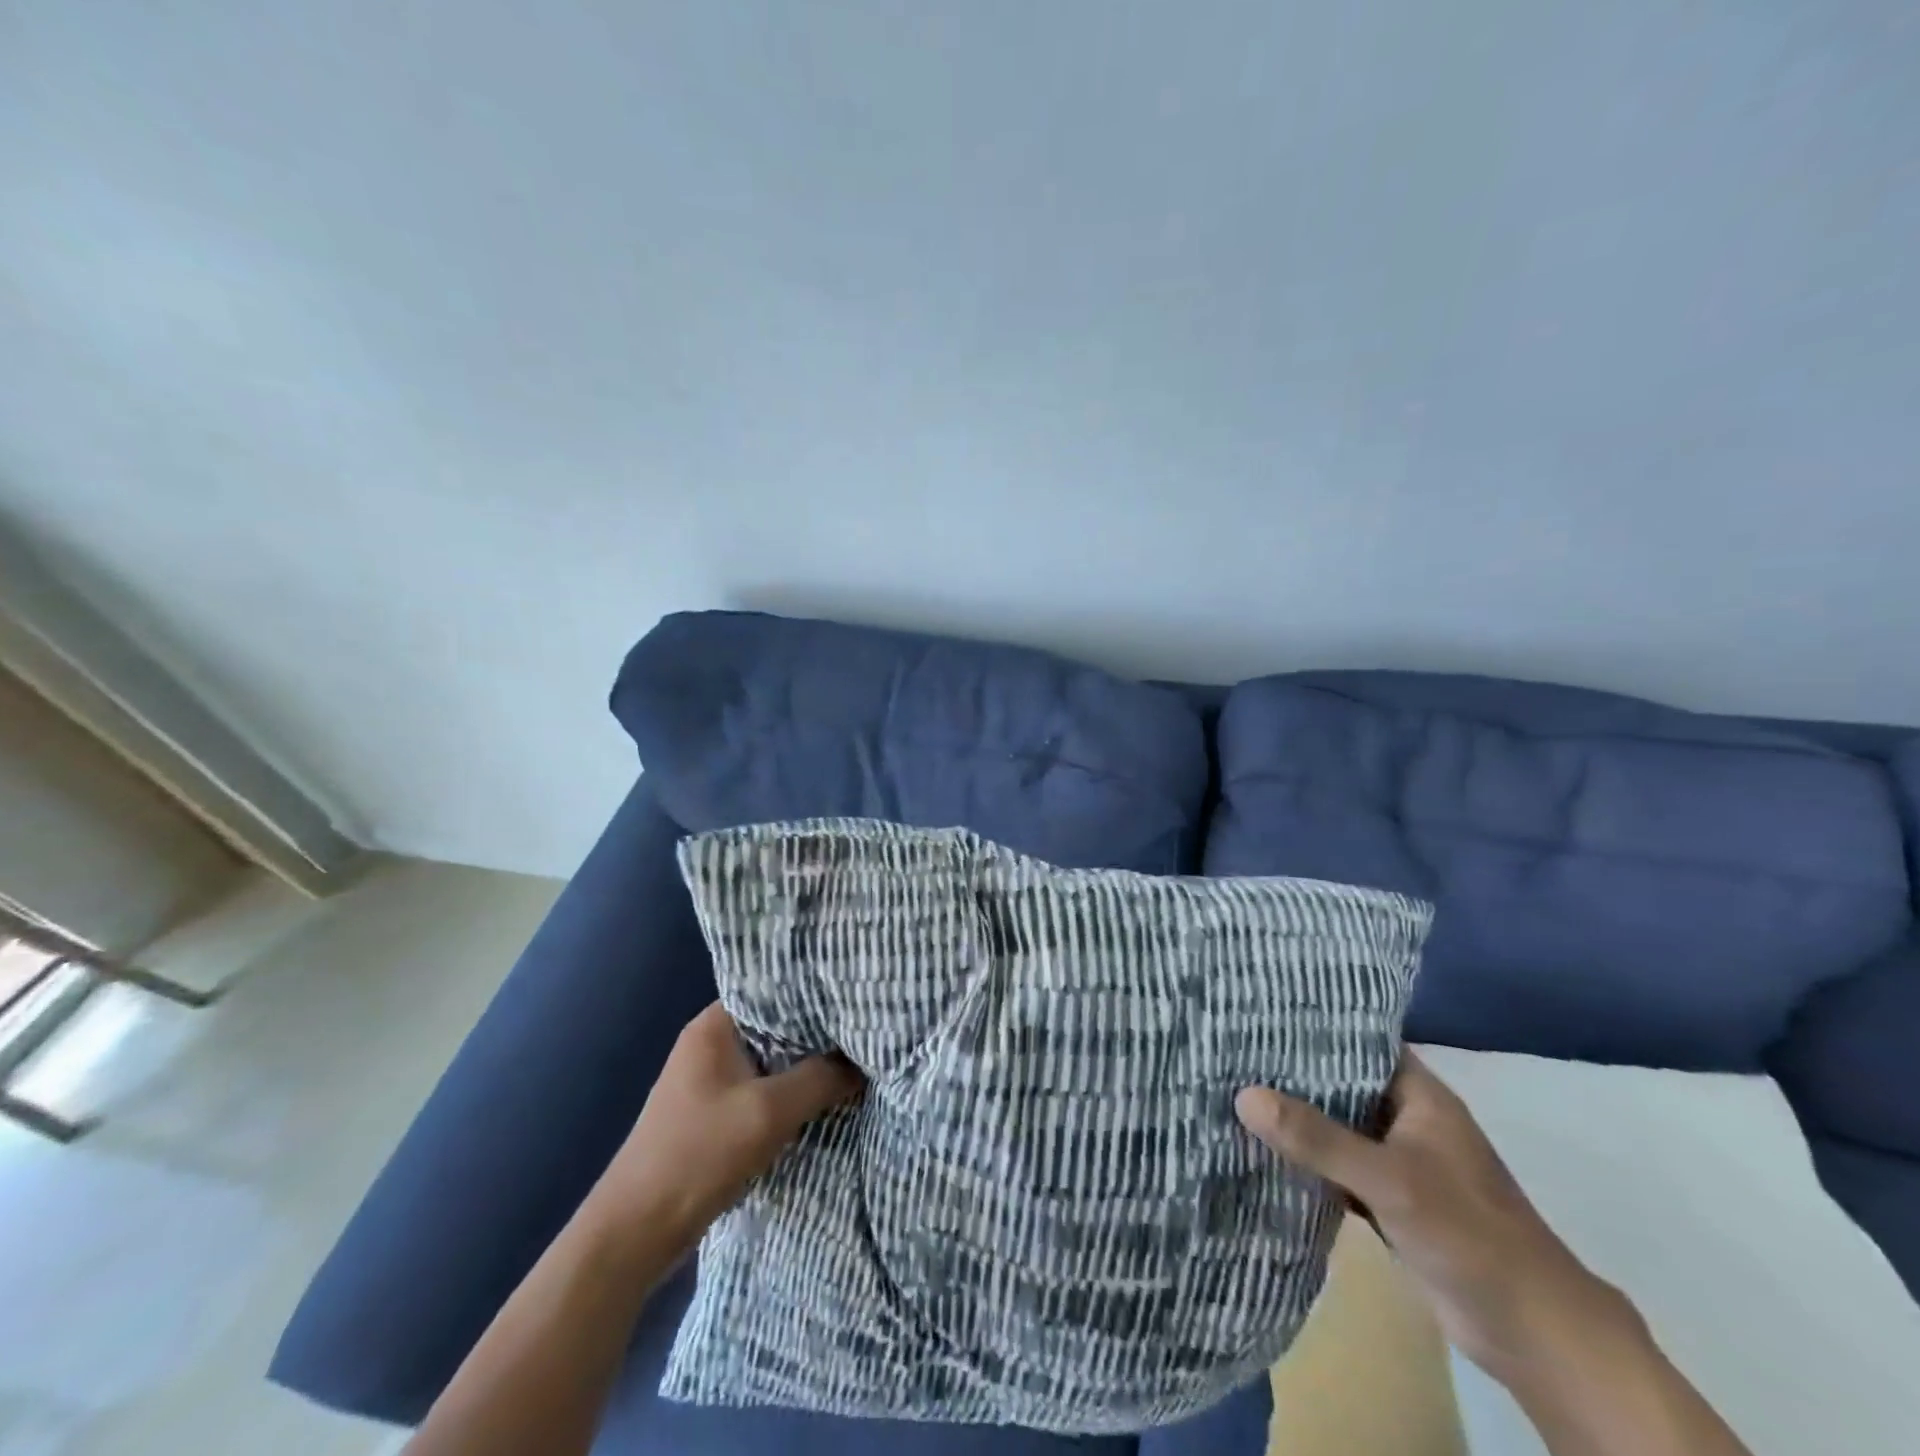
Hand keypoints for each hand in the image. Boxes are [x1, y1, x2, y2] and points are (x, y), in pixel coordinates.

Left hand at [583, 1002, 863, 1259]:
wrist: (635, 1233)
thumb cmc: (698, 1154)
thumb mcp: (769, 1112)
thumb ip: (821, 1079)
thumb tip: (862, 1062)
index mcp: (714, 1025)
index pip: (774, 989)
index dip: (815, 992)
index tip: (856, 997)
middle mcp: (710, 1044)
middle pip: (776, 1026)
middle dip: (818, 1033)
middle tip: (864, 1031)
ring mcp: (710, 1081)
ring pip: (772, 1061)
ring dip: (806, 1067)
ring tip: (854, 1061)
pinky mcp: (714, 1114)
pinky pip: (763, 1090)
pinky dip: (790, 1093)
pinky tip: (823, 1099)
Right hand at [1235, 1052, 1634, 1380]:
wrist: (1535, 1335)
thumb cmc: (1470, 1235)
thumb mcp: (1389, 1179)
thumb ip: (1318, 1138)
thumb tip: (1243, 1095)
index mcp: (1420, 1095)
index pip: (1358, 1040)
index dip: (1312, 1024)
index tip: (1257, 1010)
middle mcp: (1408, 1118)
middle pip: (1341, 1082)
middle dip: (1292, 1072)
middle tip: (1230, 1049)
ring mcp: (1400, 1161)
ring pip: (1337, 1126)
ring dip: (1297, 1118)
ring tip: (1233, 1089)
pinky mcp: (1391, 1201)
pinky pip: (1338, 1167)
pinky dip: (1307, 1161)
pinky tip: (1262, 1150)